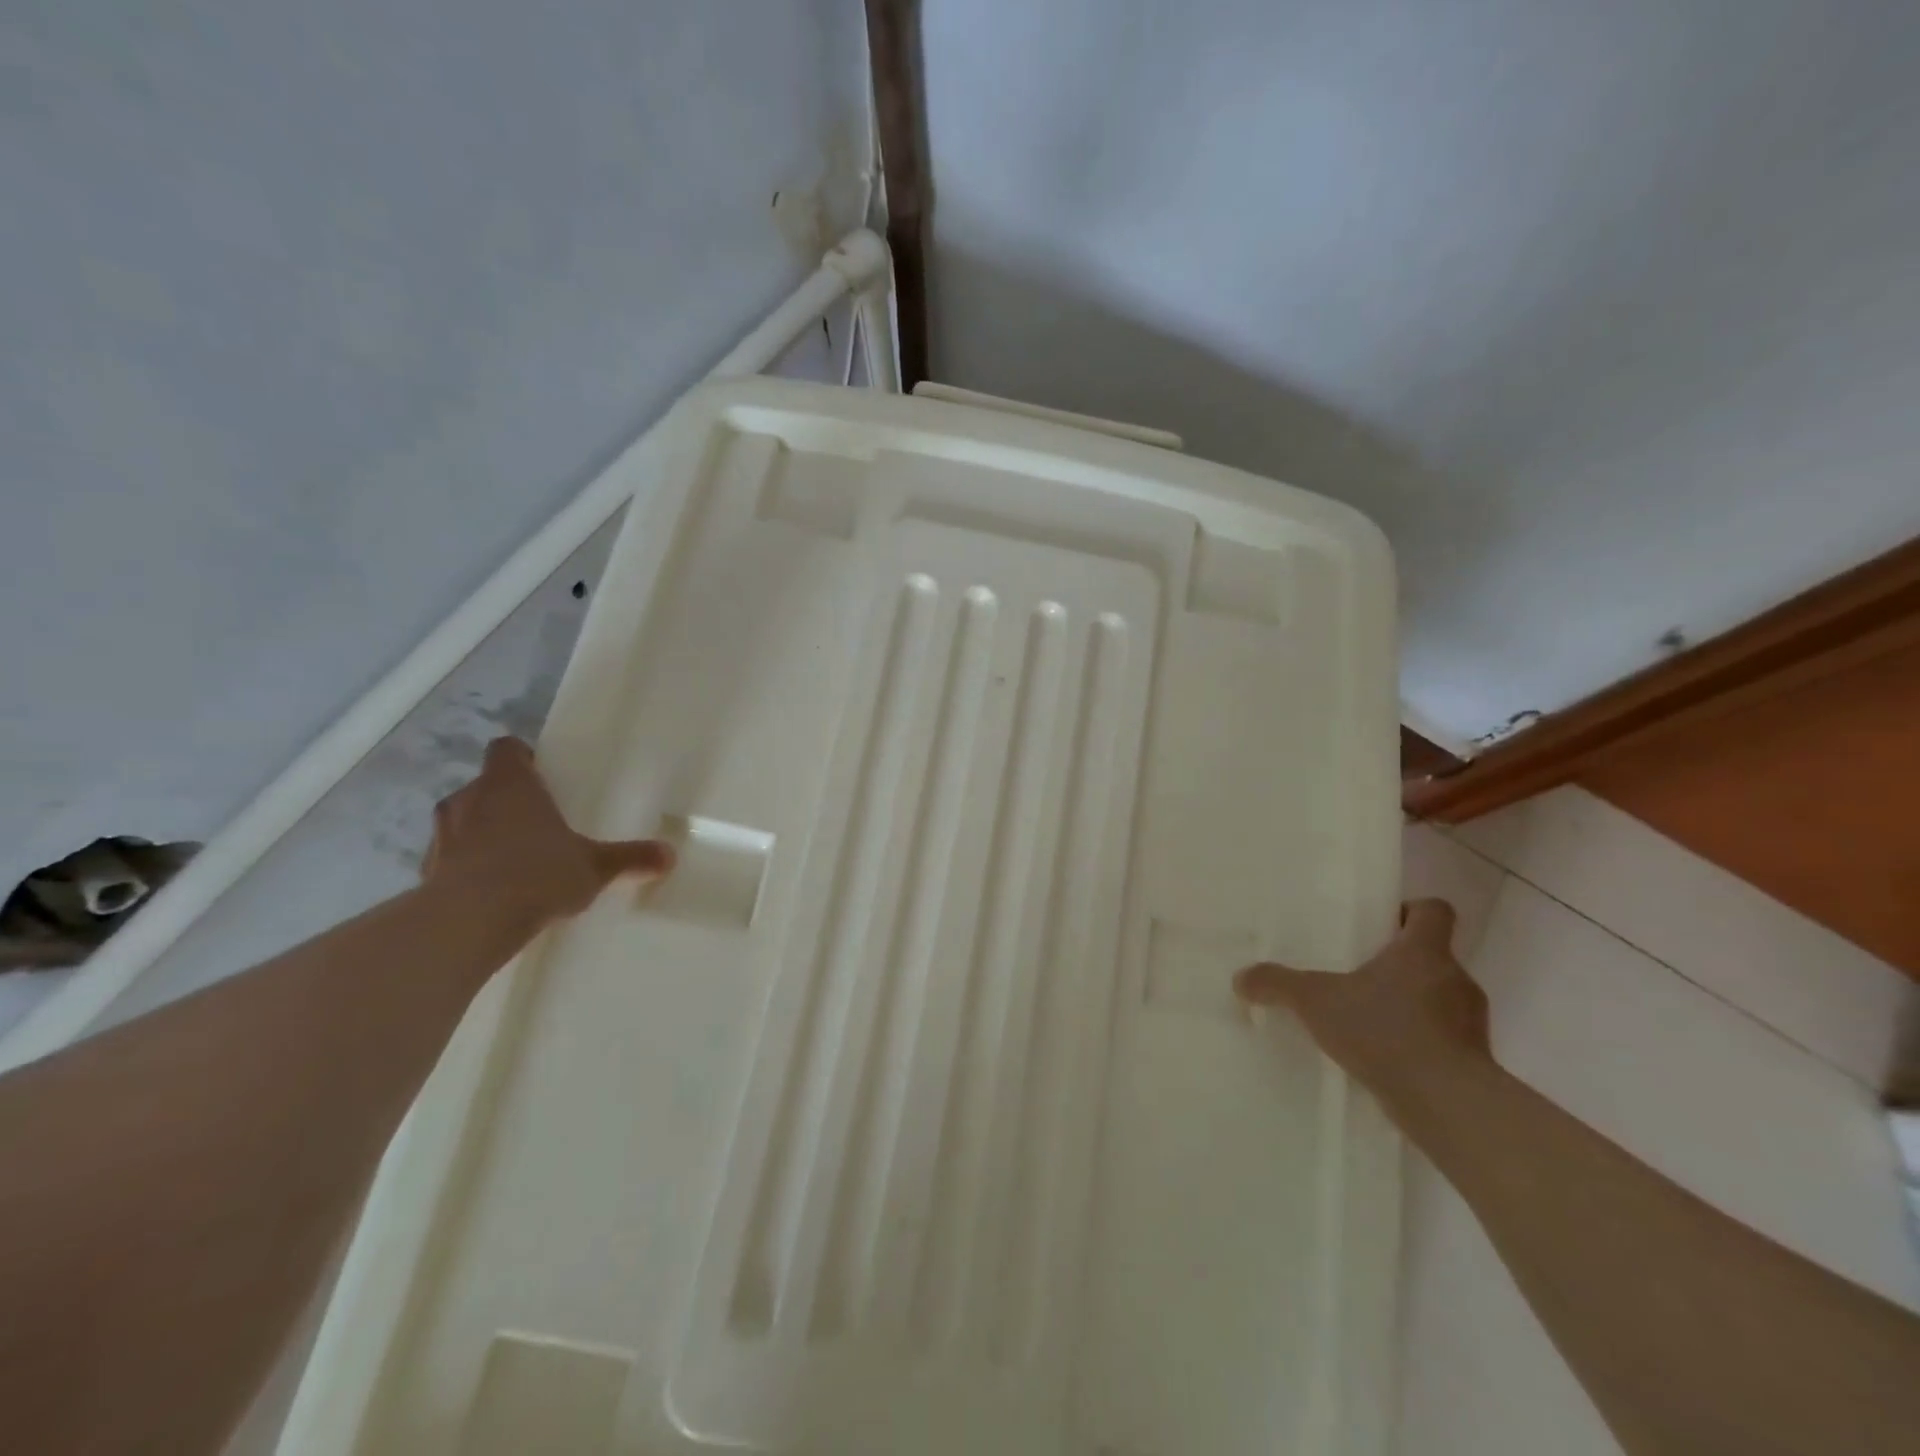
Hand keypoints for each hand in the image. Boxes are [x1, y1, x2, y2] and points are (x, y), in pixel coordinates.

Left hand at [423, 738, 674, 927]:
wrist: (469, 923)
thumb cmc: (537, 874)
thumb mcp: (595, 867)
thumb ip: (630, 858)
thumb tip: (670, 855)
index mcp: (510, 784)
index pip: (506, 749)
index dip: (521, 758)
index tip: (540, 774)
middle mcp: (470, 799)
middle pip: (483, 785)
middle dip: (504, 799)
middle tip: (535, 821)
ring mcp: (442, 835)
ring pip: (461, 821)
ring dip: (479, 832)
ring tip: (510, 858)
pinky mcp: (424, 872)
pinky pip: (448, 859)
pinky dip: (464, 867)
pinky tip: (488, 890)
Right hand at [1233, 900, 1489, 1101]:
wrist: (1448, 1105)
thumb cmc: (1386, 1031)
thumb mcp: (1316, 1002)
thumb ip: (1277, 984)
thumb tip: (1240, 978)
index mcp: (1424, 950)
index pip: (1434, 910)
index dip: (1410, 910)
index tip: (1380, 924)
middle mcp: (1456, 978)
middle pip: (1431, 956)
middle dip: (1397, 964)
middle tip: (1358, 974)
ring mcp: (1471, 1023)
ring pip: (1438, 999)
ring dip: (1409, 1005)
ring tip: (1367, 1021)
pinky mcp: (1474, 1062)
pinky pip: (1444, 1040)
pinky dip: (1419, 1043)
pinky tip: (1384, 1058)